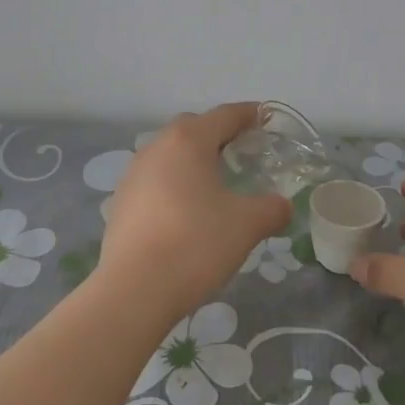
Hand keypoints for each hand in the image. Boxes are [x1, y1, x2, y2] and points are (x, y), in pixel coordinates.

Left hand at [99, 103, 292, 318]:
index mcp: (188, 141)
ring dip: (193, 160)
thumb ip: (272, 209)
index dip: (249, 114)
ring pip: (170, 155)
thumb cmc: (196, 244)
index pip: (225, 115)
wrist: (135, 290)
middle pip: (193, 128)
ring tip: (215, 183)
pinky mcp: (121, 202)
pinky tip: (187, 211)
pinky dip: (174, 184)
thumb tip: (282, 206)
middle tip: (243, 152)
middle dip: (219, 135)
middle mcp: (156, 148)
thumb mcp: (247, 225)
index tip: (266, 118)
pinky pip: (154, 180)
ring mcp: (133, 174)